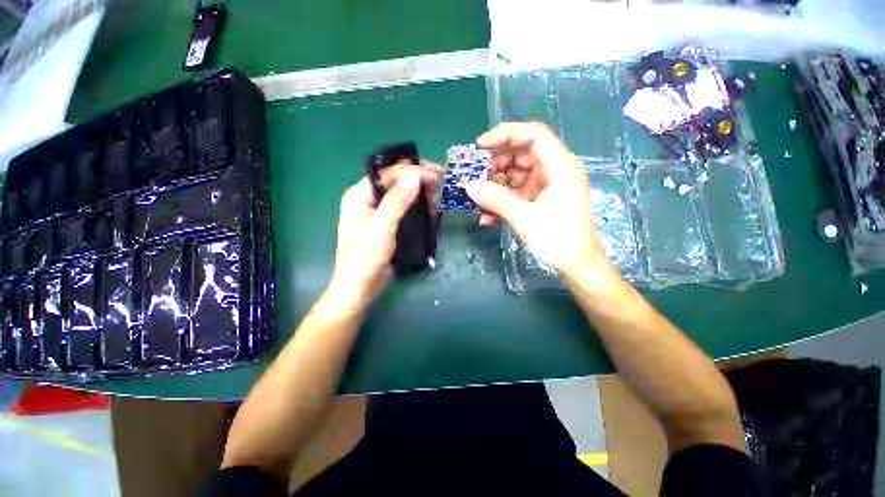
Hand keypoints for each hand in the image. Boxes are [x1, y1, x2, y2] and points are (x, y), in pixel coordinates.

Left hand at [328, 162, 441, 308]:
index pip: (388, 172)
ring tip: (436, 200)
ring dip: (419, 193)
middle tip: (439, 184)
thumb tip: (414, 177)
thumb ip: (396, 201)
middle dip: (418, 179)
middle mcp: (367, 198)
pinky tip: (429, 210)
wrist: (359, 286)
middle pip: (394, 180)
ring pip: (400, 193)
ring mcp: (376, 211)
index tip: (436, 174)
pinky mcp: (385, 223)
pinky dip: (417, 206)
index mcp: (359, 194)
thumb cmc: (366, 258)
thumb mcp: (382, 228)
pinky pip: (403, 207)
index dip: (412, 170)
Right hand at [466, 122, 609, 279]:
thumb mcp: (524, 217)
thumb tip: (468, 186)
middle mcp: (555, 170)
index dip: (506, 134)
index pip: (534, 135)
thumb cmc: (557, 239)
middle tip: (477, 175)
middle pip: (522, 153)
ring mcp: (547, 184)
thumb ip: (496, 199)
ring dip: (496, 184)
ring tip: (480, 198)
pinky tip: (488, 216)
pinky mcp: (540, 198)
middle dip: (497, 163)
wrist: (575, 264)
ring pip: (517, 173)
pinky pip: (517, 191)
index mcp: (560, 166)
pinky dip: (502, 199)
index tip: (480, 145)